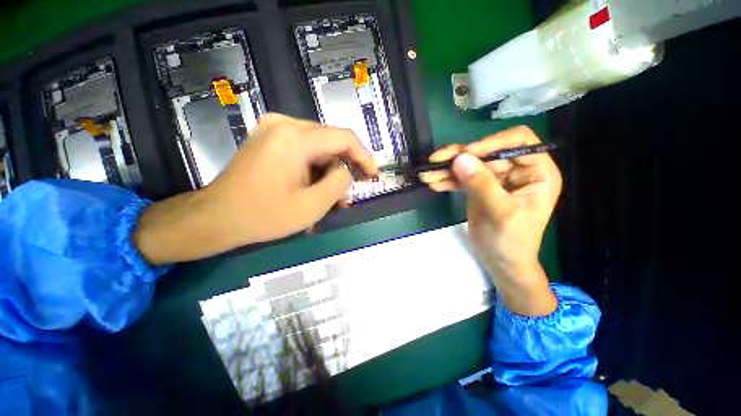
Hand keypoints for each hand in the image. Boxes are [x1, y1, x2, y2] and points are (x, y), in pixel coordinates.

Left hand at [134, 114, 376, 263]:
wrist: (215, 218)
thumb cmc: (263, 215)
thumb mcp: (311, 206)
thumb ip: (338, 184)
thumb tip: (345, 172)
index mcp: (296, 138)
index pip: (344, 138)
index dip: (364, 156)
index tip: (373, 174)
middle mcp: (285, 125)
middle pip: (331, 142)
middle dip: (345, 169)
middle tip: (351, 194)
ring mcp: (274, 130)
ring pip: (318, 148)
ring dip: (329, 173)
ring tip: (334, 199)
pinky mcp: (269, 140)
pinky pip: (303, 151)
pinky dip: (315, 170)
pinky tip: (316, 190)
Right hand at [419, 126, 561, 315]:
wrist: (500, 262)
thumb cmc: (511, 242)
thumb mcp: (501, 213)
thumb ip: (482, 185)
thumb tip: (460, 158)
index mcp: (536, 172)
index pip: (518, 141)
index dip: (492, 142)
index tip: (467, 153)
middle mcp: (516, 170)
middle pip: (486, 153)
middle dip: (459, 157)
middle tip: (435, 161)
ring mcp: (495, 179)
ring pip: (470, 164)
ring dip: (447, 169)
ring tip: (427, 174)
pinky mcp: (478, 188)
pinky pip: (461, 178)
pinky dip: (447, 180)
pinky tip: (433, 183)